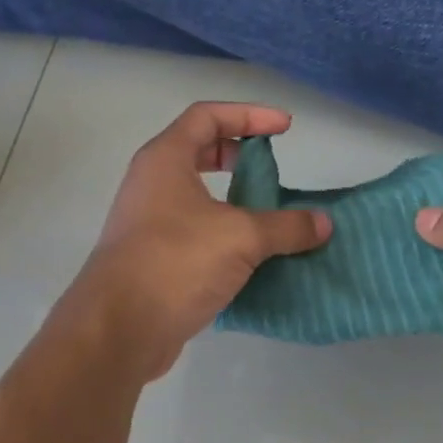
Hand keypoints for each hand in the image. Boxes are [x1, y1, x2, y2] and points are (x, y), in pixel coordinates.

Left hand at [73, 101, 331, 379]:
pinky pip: (196, 234)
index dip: (249, 115)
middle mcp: (152, 184)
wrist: (119, 328)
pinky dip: (225, 236)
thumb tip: (323, 223)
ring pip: (197, 198)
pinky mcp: (154, 260)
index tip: (285, 128)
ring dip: (234, 201)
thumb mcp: (241, 237)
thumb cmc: (176, 262)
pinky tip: (252, 258)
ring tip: (269, 215)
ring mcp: (149, 223)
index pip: (207, 116)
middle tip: (270, 169)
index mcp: (166, 160)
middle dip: (238, 155)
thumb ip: (286, 226)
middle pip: (198, 152)